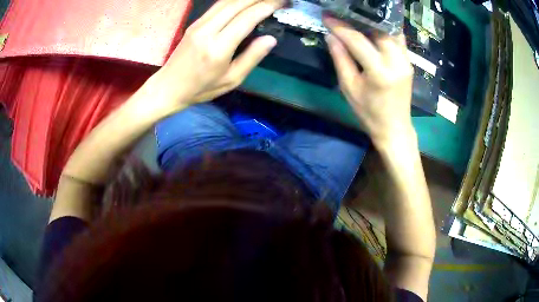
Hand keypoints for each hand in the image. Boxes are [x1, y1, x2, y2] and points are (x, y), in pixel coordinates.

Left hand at [156, 0, 284, 108]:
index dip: (267, 7)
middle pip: (237, 4)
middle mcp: (208, 31)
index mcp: (218, 48)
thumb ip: (251, 58)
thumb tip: (270, 39)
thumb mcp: (231, 80)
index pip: (247, 19)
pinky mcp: (195, 23)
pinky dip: (234, 0)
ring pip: (226, 1)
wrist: (168, 87)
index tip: (282, 3)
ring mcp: (199, 25)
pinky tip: (244, 1)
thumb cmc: (201, 88)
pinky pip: (217, 5)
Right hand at [323, 17, 414, 148]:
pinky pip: (397, 38)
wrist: (394, 128)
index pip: (357, 40)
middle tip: (342, 15)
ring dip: (373, 22)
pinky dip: (384, 30)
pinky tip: (373, 28)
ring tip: (357, 18)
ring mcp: (406, 61)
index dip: (340, 27)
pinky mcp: (408, 62)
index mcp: (380, 71)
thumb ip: (340, 58)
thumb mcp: (349, 88)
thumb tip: (331, 35)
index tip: (326, 16)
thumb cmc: (369, 113)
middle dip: (358, 19)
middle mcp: (397, 62)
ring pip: (390, 31)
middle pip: (377, 29)